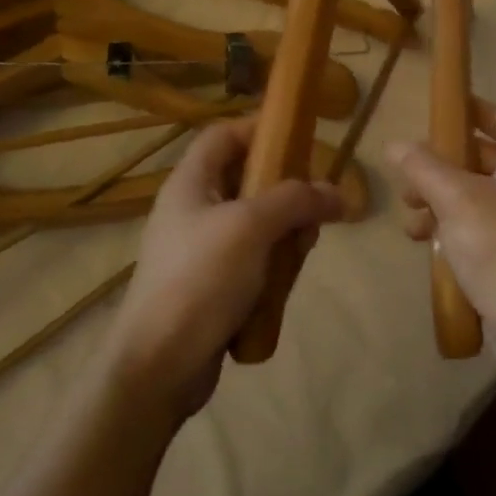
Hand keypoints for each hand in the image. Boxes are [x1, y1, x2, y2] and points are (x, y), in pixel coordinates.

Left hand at [110, 117, 342, 422]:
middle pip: (245, 179)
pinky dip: (272, 265)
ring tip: (301, 251)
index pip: (224, 135)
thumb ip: (296, 200)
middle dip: (285, 191)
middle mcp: (192, 209)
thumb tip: (337, 193)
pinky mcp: (209, 285)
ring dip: (284, 232)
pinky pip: (250, 259)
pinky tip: (284, 284)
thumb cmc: (200, 280)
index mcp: (190, 183)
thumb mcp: (252, 227)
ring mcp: (199, 249)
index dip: (260, 129)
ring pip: (254, 223)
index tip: (301, 140)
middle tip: (312, 210)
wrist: (159, 365)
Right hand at [385, 111, 495, 383]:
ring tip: (411, 215)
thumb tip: (396, 144)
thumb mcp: (455, 198)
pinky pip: (474, 229)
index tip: (445, 109)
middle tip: (410, 172)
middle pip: (482, 161)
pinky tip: (425, 243)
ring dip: (438, 200)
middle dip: (442, 165)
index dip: (476, 112)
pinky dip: (449, 229)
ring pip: (472, 198)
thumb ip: (423, 166)